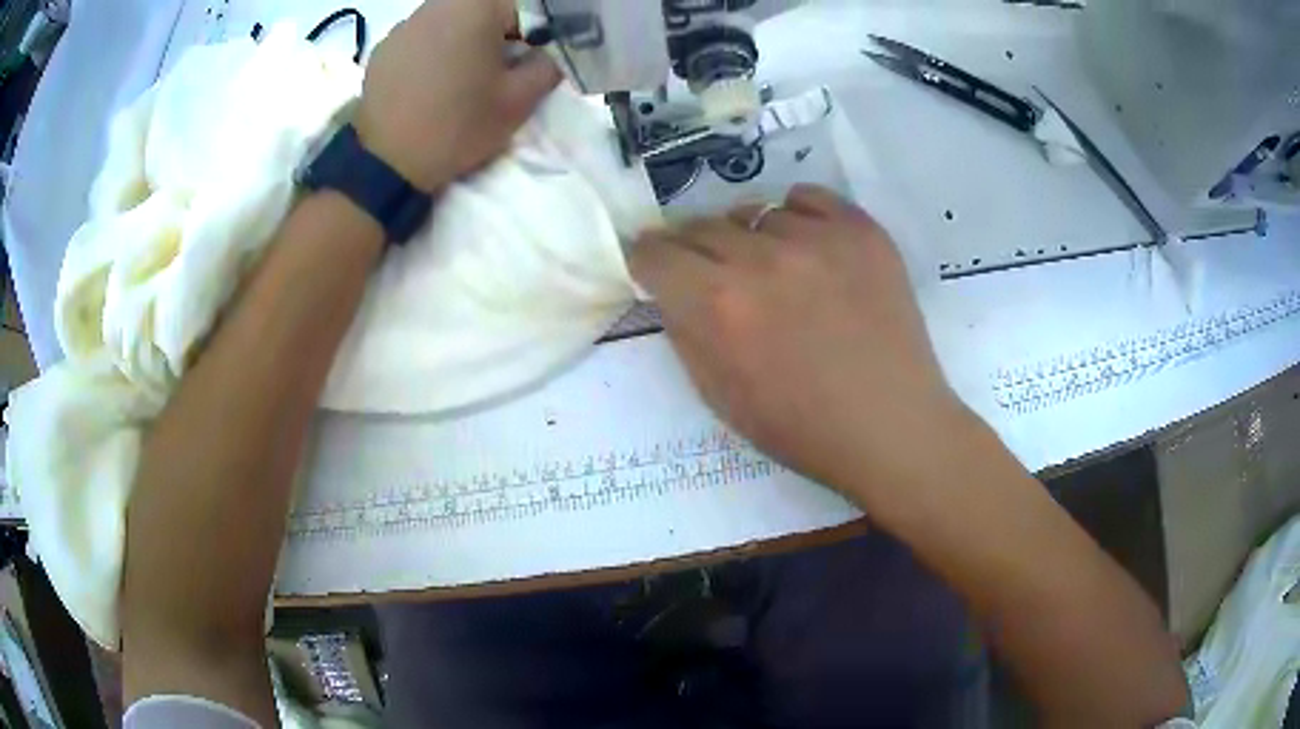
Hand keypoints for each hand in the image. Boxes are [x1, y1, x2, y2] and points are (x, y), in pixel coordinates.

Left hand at [355, 0, 561, 191]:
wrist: (388, 164)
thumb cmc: (458, 125)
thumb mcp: (520, 101)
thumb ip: (547, 67)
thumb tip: (545, 56)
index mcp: (475, 7)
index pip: (523, 7)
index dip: (534, 34)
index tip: (531, 60)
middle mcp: (437, 5)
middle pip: (483, 10)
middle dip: (498, 32)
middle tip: (499, 68)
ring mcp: (404, 25)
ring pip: (450, 21)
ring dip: (464, 39)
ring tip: (462, 77)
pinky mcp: (383, 49)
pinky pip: (421, 39)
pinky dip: (433, 52)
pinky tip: (431, 84)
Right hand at [631, 185, 973, 500]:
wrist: (891, 425)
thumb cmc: (802, 427)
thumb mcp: (719, 396)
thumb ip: (684, 331)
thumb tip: (671, 288)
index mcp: (718, 305)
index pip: (654, 252)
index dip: (648, 261)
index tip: (656, 269)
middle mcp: (760, 258)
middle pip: (699, 226)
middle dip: (693, 250)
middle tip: (711, 274)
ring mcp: (816, 237)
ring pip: (754, 213)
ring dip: (750, 238)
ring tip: (773, 271)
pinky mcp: (860, 230)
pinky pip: (807, 198)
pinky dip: (797, 217)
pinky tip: (808, 249)